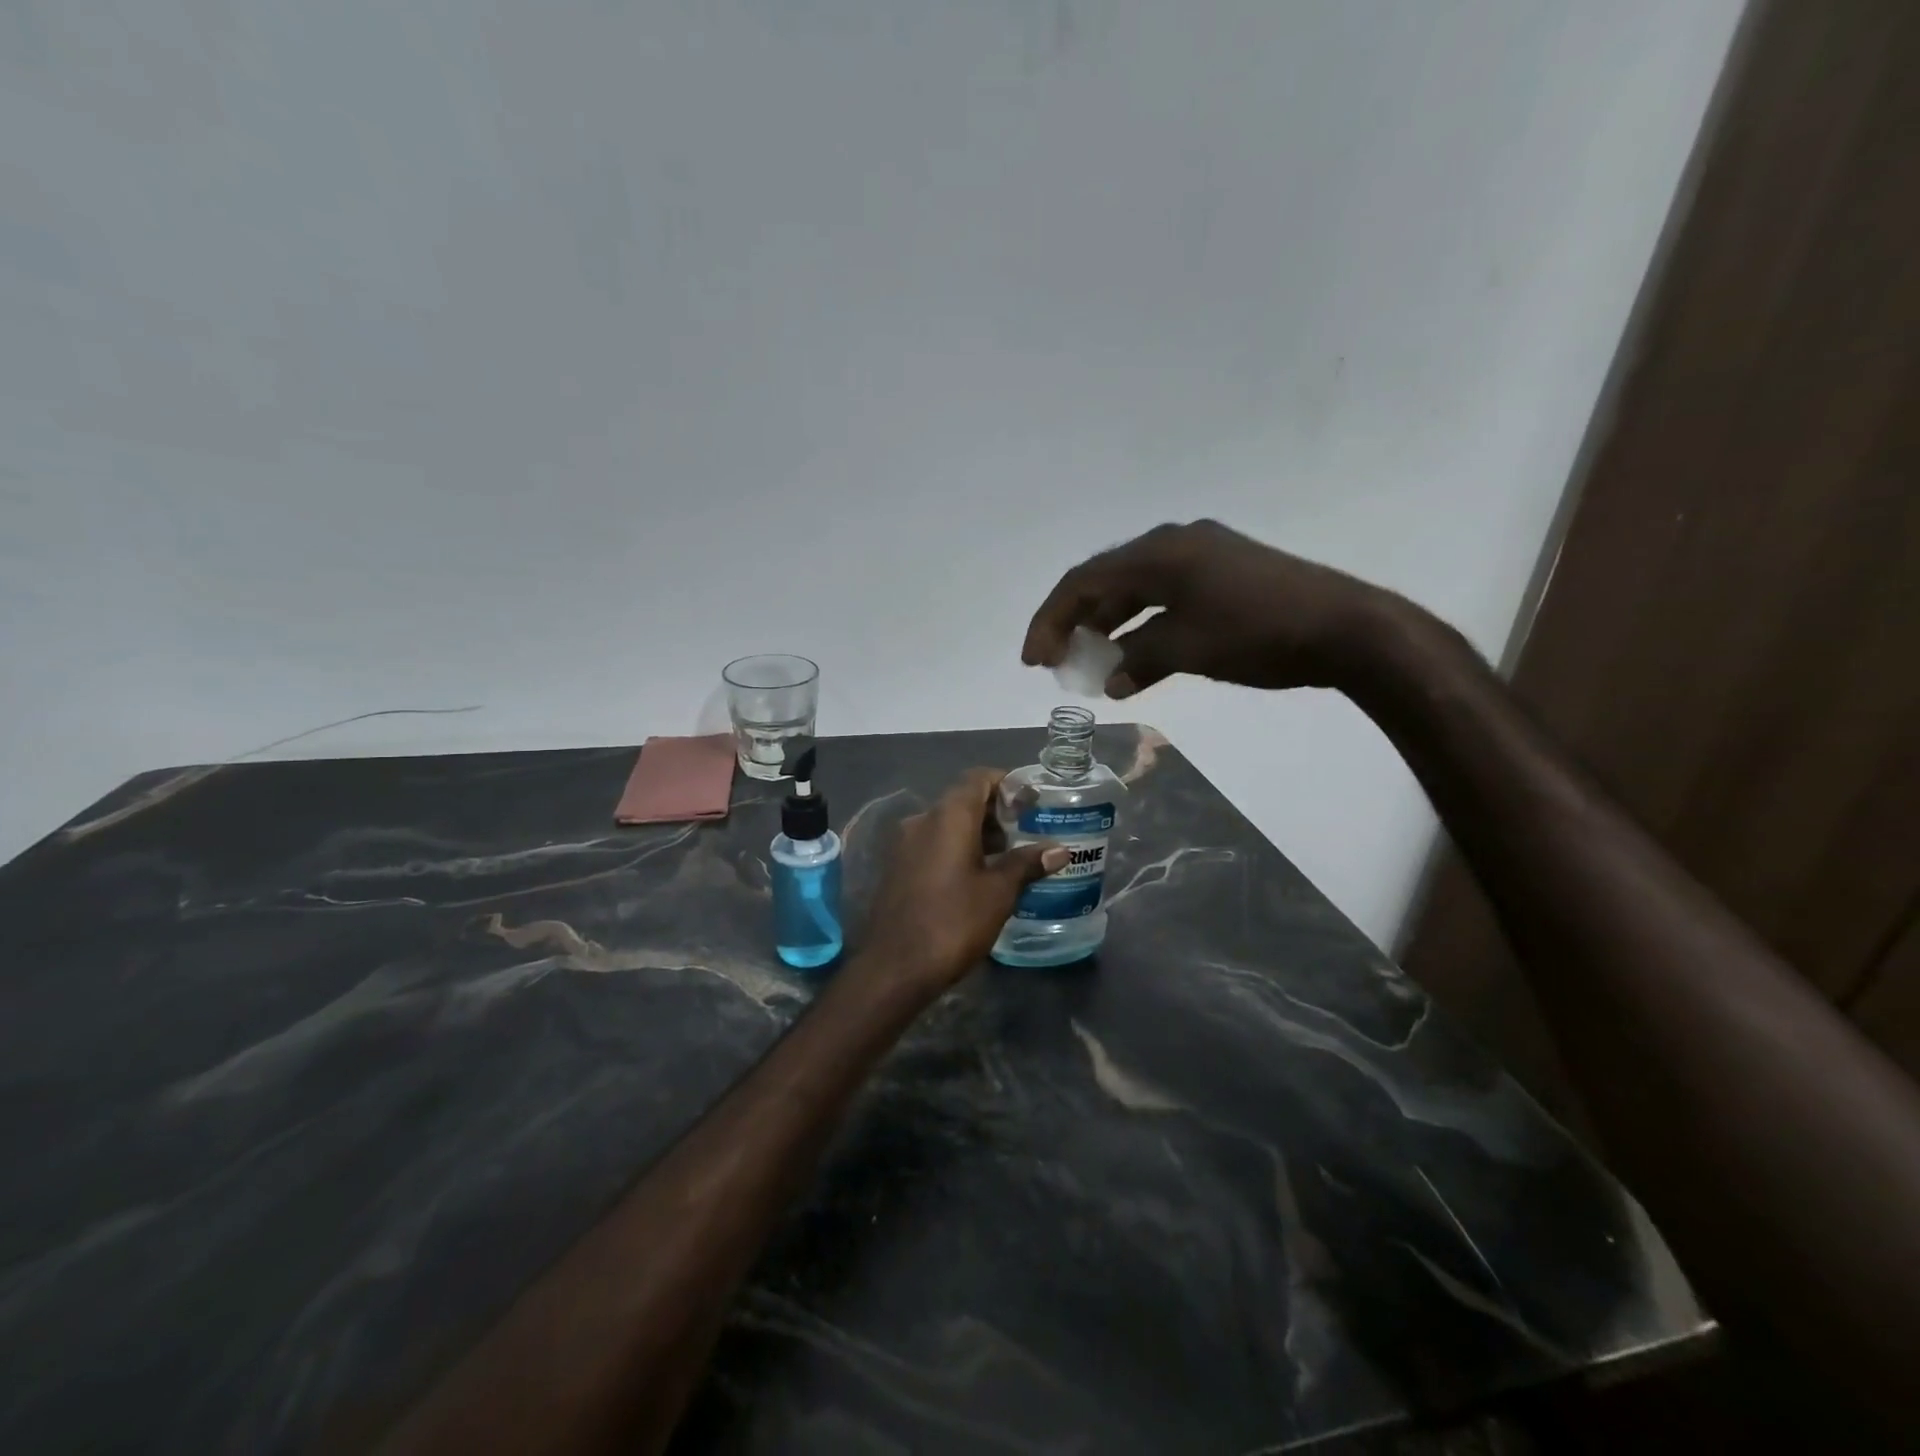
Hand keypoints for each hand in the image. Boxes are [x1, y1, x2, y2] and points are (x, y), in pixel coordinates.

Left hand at [859, 769, 1067, 992]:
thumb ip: (1027, 864)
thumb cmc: (953, 922)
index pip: (978, 778)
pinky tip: (978, 874)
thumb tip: (1061, 850)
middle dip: (995, 810)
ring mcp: (905, 844)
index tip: (1032, 800)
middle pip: (962, 799)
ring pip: (946, 823)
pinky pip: (933, 844)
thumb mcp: (998, 892)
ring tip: (1009, 854)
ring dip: (977, 831)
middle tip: (1027, 828)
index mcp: (948, 816)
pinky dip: (957, 848)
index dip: (1007, 783)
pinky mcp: (898, 867)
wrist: (895, 966)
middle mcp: (922, 820)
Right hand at [1021, 519, 1395, 696]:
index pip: (1084, 582)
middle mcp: (1175, 544)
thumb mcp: (1187, 649)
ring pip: (1136, 589)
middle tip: (1056, 660)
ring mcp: (1202, 556)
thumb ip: (1138, 660)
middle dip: (1075, 621)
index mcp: (1159, 553)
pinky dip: (1143, 626)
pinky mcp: (1224, 574)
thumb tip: (1111, 680)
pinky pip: (1165, 597)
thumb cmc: (1258, 633)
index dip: (1050, 619)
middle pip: (1105, 580)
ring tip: (1090, 661)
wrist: (1346, 627)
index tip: (1033, 660)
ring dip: (1109, 625)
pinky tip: (1136, 657)